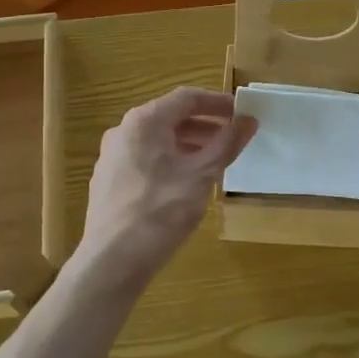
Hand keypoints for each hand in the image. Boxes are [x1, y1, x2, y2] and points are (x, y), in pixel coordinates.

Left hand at [79, 87, 256, 282]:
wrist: (112, 260)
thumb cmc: (161, 210)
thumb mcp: (202, 174)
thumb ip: (227, 143)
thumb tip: (249, 120)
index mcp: (145, 121)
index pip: (187, 97)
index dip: (218, 102)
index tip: (242, 113)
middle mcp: (123, 131)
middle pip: (171, 117)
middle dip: (205, 126)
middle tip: (234, 138)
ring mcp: (112, 157)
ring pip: (158, 141)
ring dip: (189, 145)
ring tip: (215, 162)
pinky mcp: (109, 182)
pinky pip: (146, 160)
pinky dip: (171, 161)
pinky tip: (187, 184)